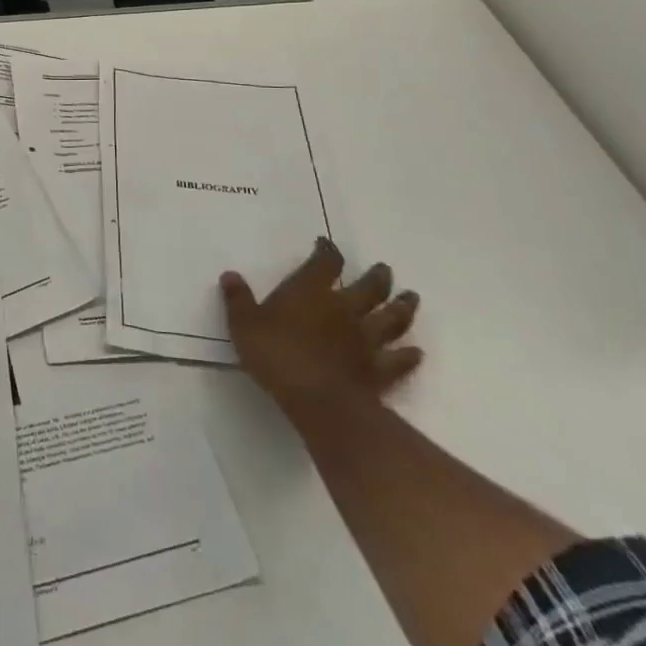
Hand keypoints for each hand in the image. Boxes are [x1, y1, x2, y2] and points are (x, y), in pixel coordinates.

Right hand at [221, 238, 421, 416]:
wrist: (318, 400)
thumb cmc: (277, 355)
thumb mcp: (244, 324)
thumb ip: (238, 299)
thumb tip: (230, 275)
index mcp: (311, 291)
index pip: (325, 262)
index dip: (327, 251)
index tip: (326, 244)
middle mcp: (344, 308)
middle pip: (369, 287)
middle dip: (377, 277)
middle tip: (385, 269)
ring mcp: (366, 340)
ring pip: (392, 319)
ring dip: (402, 308)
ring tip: (411, 298)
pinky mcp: (379, 371)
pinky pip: (399, 360)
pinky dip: (409, 356)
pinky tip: (416, 353)